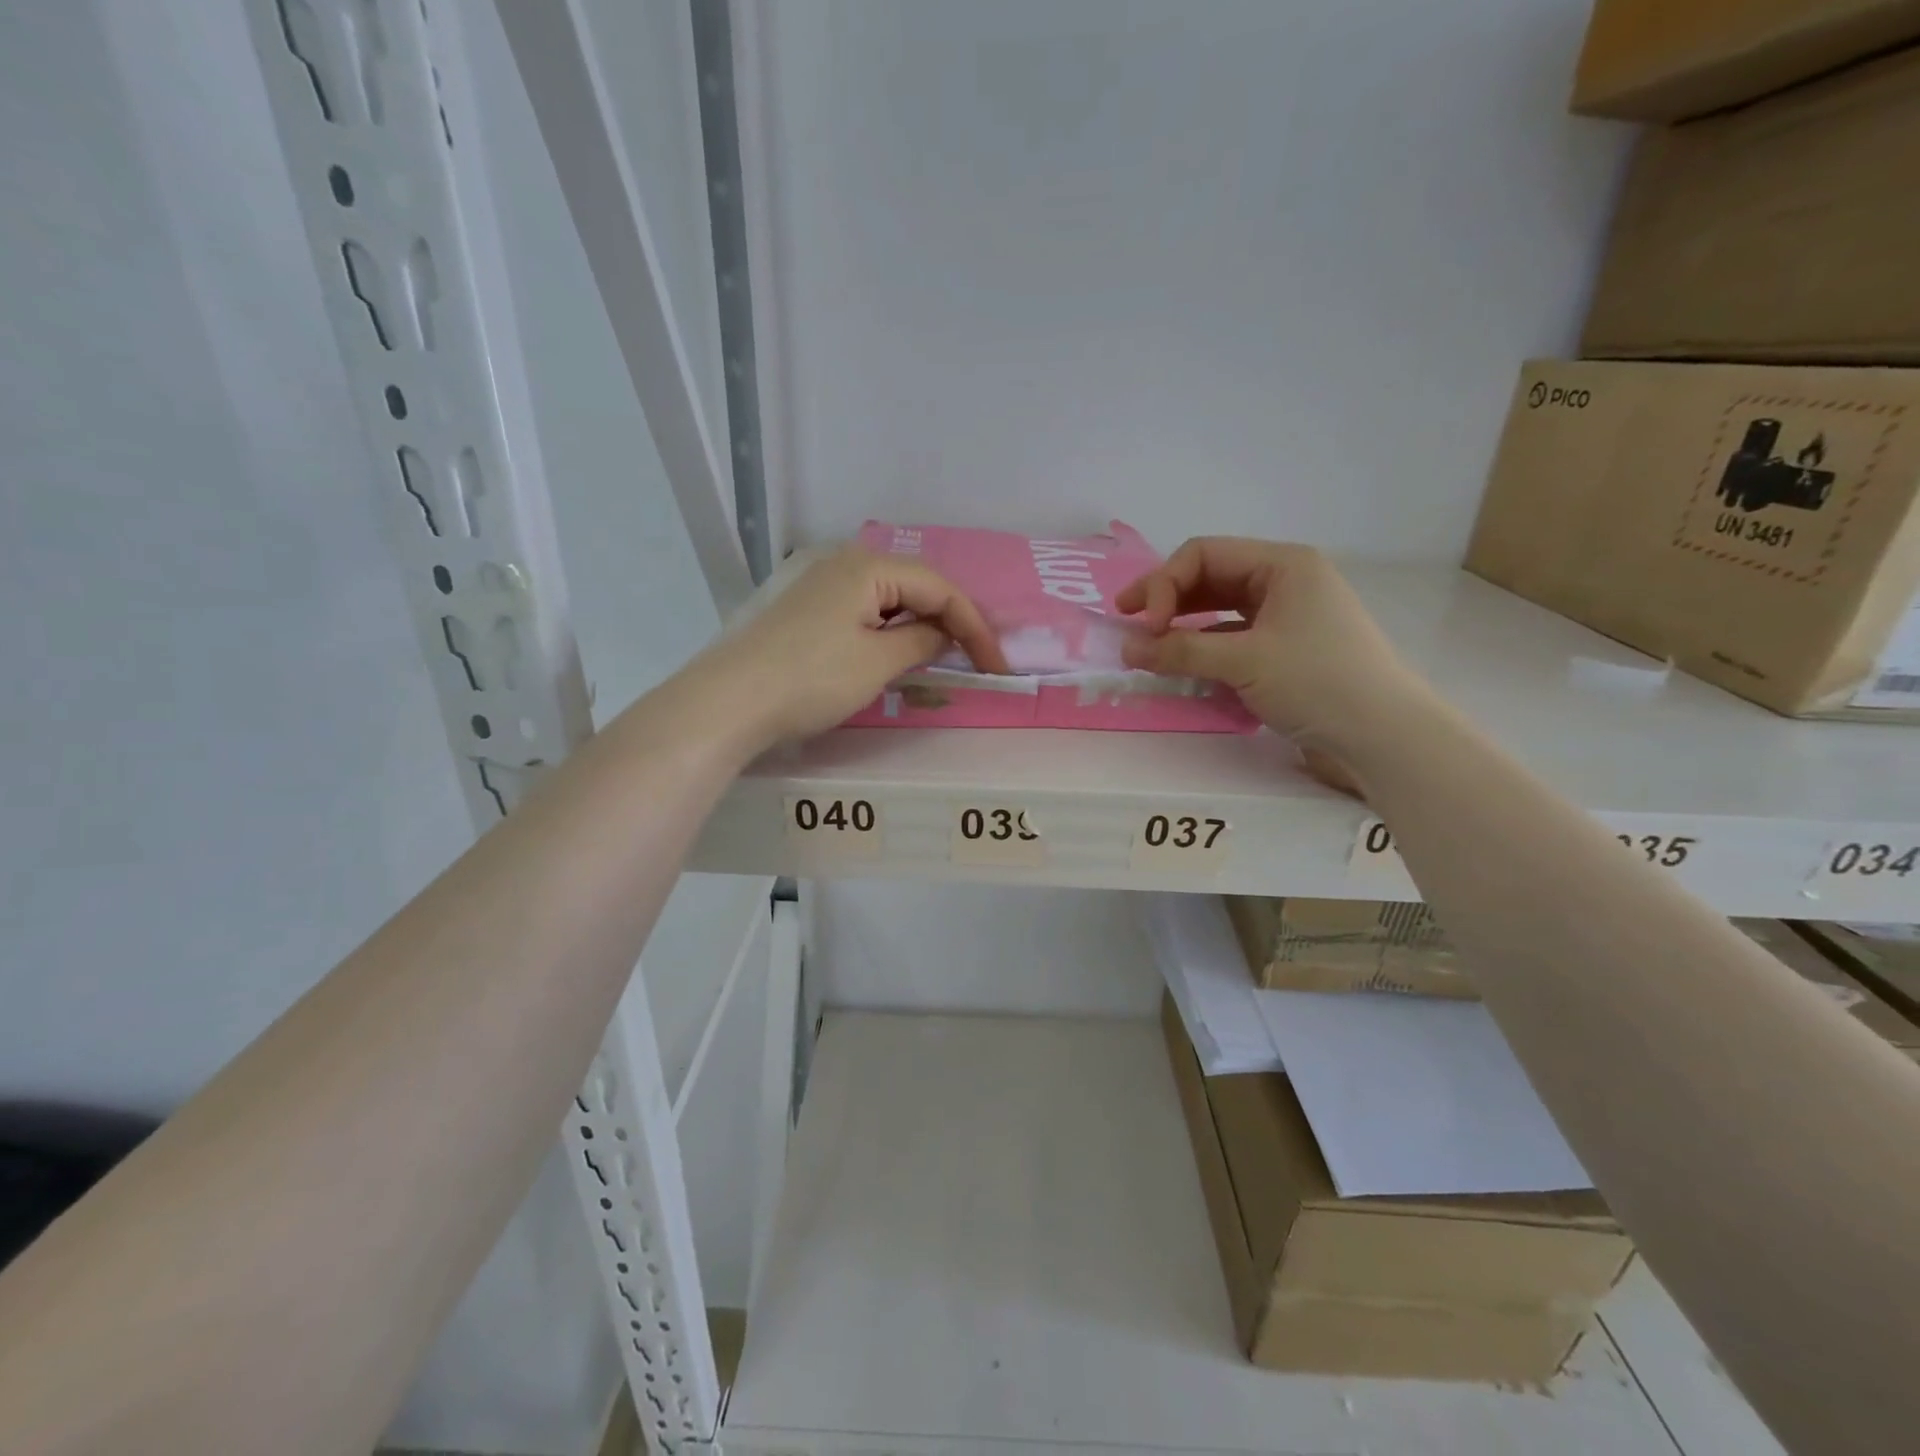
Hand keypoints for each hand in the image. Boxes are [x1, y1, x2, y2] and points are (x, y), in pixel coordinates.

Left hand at [713, 546, 1008, 744]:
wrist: (731, 701)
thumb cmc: (812, 678)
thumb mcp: (878, 663)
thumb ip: (922, 643)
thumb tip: (944, 634)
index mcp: (870, 567)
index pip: (940, 589)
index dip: (975, 627)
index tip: (997, 666)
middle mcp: (846, 563)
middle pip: (916, 588)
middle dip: (951, 623)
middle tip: (976, 660)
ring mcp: (822, 584)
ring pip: (890, 600)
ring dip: (921, 628)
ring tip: (944, 659)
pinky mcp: (808, 609)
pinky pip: (865, 612)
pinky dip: (890, 632)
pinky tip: (897, 654)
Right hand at [1116, 538, 1427, 757]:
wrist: (1384, 736)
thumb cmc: (1318, 682)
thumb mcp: (1244, 661)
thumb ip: (1181, 651)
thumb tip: (1126, 649)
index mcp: (1283, 564)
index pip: (1203, 555)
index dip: (1164, 585)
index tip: (1144, 627)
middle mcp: (1285, 581)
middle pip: (1210, 577)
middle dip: (1167, 599)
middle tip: (1128, 625)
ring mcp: (1288, 615)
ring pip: (1220, 608)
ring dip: (1183, 624)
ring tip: (1149, 646)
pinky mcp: (1287, 649)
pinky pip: (1234, 636)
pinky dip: (1204, 646)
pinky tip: (1183, 663)